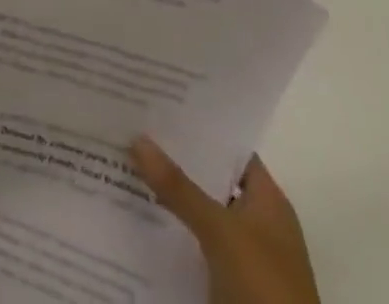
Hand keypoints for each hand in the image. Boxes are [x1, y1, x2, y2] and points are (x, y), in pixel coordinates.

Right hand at [129, 137, 320, 303]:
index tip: (157, 103)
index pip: (230, 148)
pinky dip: (168, 232)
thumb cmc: (265, 289)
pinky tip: (134, 216)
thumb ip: (179, 187)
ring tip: (121, 163)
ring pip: (197, 212)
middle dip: (173, 158)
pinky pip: (191, 245)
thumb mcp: (221, 233)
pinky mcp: (226, 285)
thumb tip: (137, 137)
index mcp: (268, 201)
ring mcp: (242, 256)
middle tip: (128, 127)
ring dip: (167, 196)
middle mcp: (257, 223)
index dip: (198, 126)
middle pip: (209, 179)